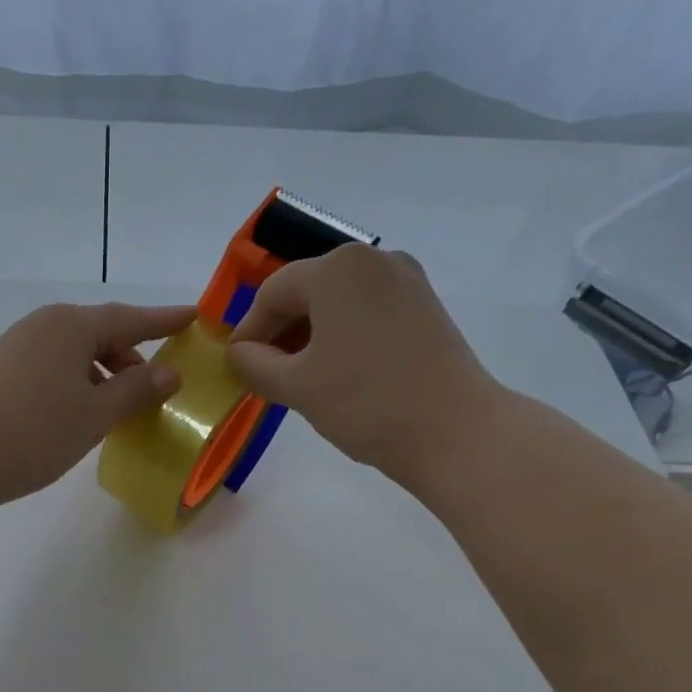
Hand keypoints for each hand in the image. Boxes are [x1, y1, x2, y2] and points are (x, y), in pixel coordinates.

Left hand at [0, 301, 195, 508]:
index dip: (164, 321)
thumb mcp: (96, 413)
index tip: (193, 317)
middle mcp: (44, 325)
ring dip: (105, 375)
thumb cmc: (35, 431)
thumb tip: (170, 372)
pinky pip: (55, 368)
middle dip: (132, 357)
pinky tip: (83, 413)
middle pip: (101, 334)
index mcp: (72, 325)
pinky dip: (78, 384)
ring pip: (76, 354)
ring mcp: (19, 347)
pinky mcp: (2, 371)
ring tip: (123, 407)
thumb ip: (137, 389)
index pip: (130, 319)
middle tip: (158, 386)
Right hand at [225, 244, 506, 482]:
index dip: (248, 332)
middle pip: (306, 291)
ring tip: (298, 379)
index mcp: (337, 268)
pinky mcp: (424, 307)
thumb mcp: (295, 386)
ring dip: (309, 336)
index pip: (272, 293)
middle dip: (279, 333)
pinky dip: (341, 336)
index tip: (237, 369)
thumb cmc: (365, 403)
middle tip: (265, 376)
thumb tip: (238, 353)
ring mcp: (405, 281)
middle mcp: (373, 259)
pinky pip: (365, 312)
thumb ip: (253, 364)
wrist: (454, 431)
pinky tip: (336, 373)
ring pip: (336, 303)